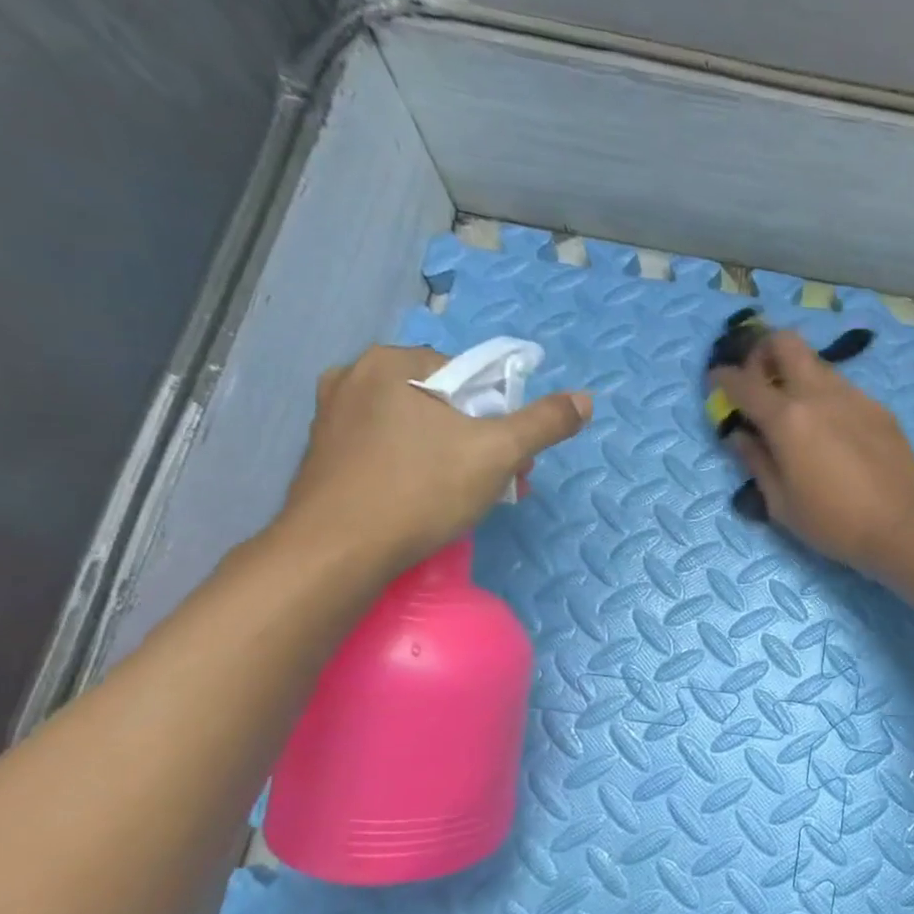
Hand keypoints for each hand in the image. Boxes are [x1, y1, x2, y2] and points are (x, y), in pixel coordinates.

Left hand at [280, 344, 592, 573]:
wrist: (338, 551)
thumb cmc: (421, 490)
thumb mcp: (498, 452)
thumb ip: (544, 423)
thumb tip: (585, 399)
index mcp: (391, 362)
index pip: (469, 376)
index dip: (501, 415)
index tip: (513, 456)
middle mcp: (354, 378)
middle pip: (445, 403)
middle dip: (481, 440)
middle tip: (500, 481)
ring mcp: (334, 417)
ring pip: (418, 429)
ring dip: (455, 457)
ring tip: (471, 497)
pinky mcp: (327, 455)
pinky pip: (390, 450)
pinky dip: (418, 468)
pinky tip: (430, 501)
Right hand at [711, 331, 913, 577]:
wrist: (902, 525)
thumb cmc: (834, 523)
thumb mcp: (781, 504)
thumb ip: (756, 463)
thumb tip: (740, 436)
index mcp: (787, 419)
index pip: (743, 382)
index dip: (722, 379)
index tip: (716, 383)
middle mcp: (819, 394)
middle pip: (785, 342)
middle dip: (763, 351)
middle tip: (760, 381)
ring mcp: (854, 396)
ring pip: (818, 365)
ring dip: (799, 376)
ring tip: (799, 413)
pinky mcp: (879, 409)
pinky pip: (845, 389)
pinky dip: (828, 399)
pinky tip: (835, 433)